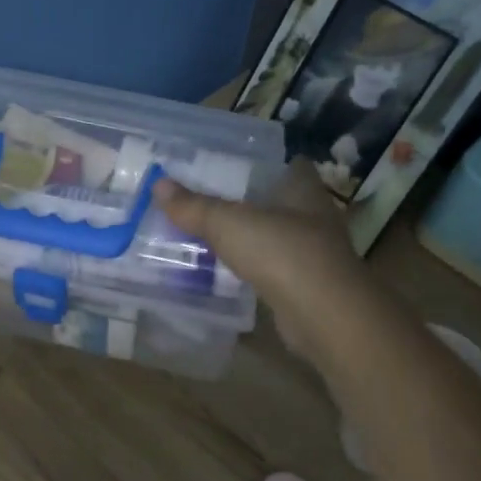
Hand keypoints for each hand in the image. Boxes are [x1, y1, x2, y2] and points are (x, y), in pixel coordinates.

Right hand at [154, 159, 372, 346]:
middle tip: (211, 201)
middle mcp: (315, 217)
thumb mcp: (228, 223)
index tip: (234, 166)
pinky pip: (276, 270)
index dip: (265, 165)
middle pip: (281, 202)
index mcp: (303, 190)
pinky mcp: (307, 287)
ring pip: (278, 238)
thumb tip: (158, 184)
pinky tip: (231, 273)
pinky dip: (256, 269)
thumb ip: (194, 206)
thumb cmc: (281, 252)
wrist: (322, 315)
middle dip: (252, 203)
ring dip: (253, 238)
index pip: (292, 166)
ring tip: (214, 236)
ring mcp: (315, 255)